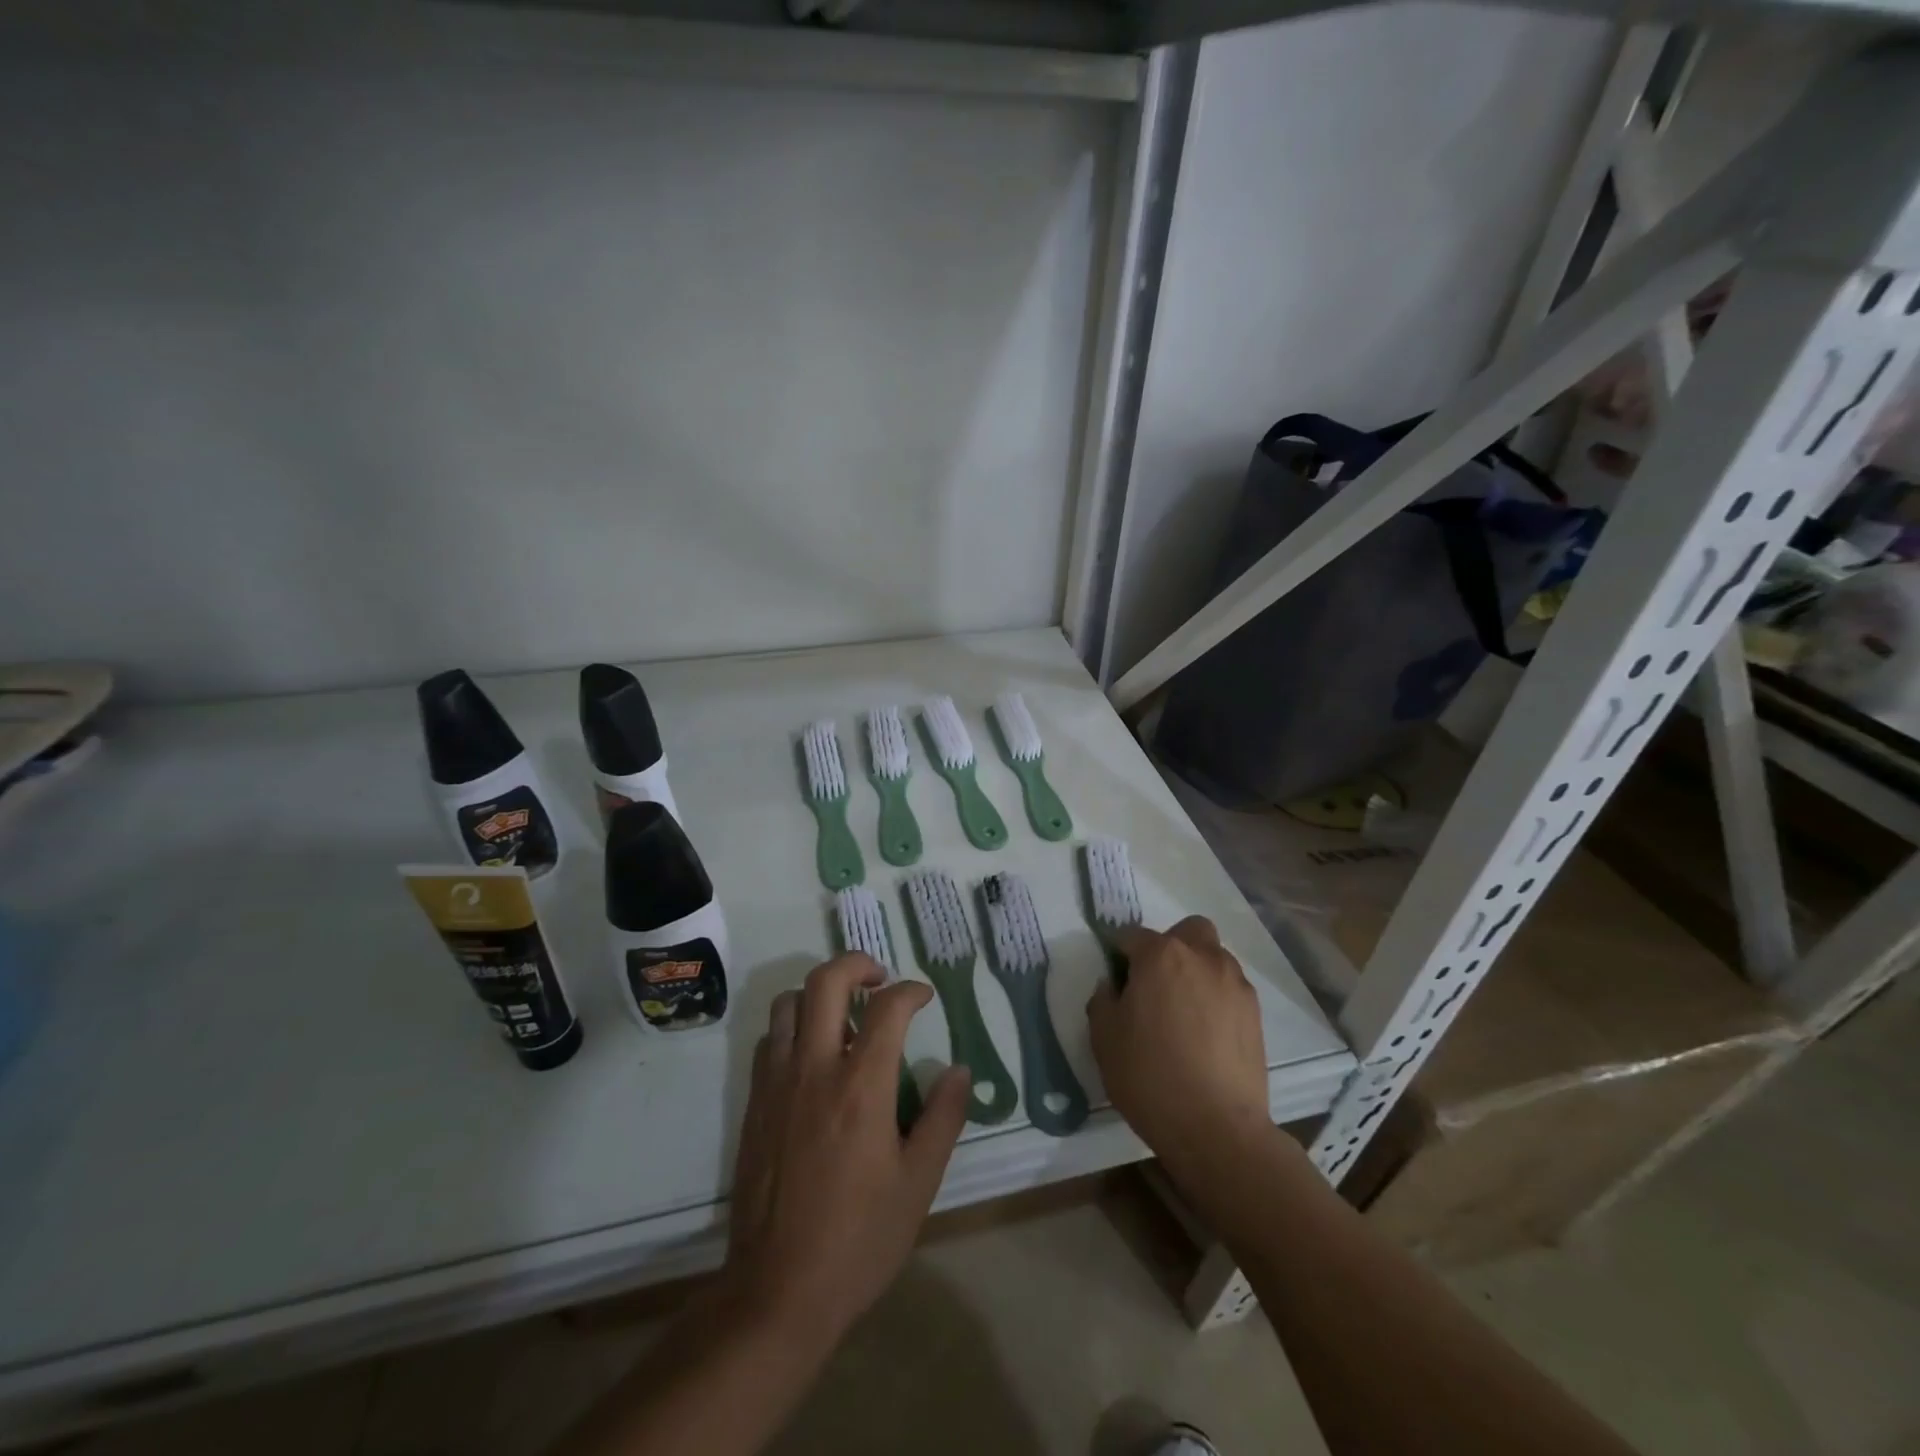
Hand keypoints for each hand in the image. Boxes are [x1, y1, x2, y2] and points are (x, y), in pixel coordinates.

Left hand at [724, 953, 969, 1343]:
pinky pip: (769, 1040)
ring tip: (843, 1014)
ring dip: (818, 993)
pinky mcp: (754, 1103)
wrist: (777, 1292)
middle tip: (880, 980)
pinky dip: (793, 1027)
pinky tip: (812, 1056)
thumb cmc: (859, 1239)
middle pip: (826, 981)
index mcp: (861, 1086)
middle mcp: (815, 1068)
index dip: (911, 990)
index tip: (924, 997)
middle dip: (857, 964)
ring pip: (788, 1003)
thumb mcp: (919, 1183)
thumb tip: (959, 1070)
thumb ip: (943, 1118)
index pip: (887, 1008)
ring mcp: (777, 1083)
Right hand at [1086, 917, 1270, 1170]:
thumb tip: (1113, 985)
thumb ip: (1103, 1000)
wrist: (1216, 1128)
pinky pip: (1230, 987)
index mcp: (1160, 955)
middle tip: (1155, 983)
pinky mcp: (1255, 1012)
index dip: (1119, 954)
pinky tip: (1206, 1031)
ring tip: (1184, 1009)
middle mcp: (1202, 957)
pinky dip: (1216, 996)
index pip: (1132, 936)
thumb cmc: (1150, 1077)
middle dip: (1170, 946)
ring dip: (1196, 969)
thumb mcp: (1104, 1038)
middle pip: (1187, 930)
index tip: (1116, 979)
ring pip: (1213, 956)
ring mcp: (1234, 983)